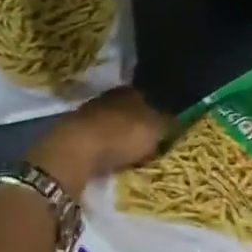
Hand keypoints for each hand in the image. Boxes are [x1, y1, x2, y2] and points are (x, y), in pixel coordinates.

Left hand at [25, 88, 170, 199]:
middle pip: (126, 111)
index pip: (146, 96)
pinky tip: (109, 160)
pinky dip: (103, 149)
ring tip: (130, 155)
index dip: (156, 110)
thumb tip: (180, 118)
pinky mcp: (70, 137)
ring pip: (109, 125)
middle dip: (136, 124)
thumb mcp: (155, 129)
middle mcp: (106, 99)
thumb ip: (169, 123)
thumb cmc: (120, 136)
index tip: (165, 125)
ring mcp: (85, 116)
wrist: (74, 152)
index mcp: (128, 92)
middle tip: (149, 142)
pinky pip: (95, 141)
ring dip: (117, 137)